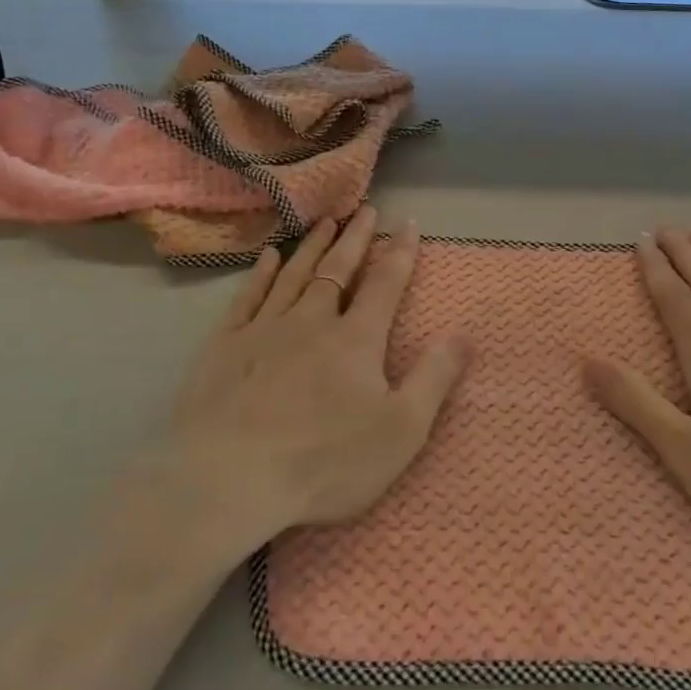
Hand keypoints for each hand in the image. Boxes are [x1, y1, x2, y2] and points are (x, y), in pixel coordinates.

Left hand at [168, 206, 470, 548]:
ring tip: (325, 222)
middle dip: (356, 238)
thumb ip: (435, 377)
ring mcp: (264, 330)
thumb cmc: (325, 461)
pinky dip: (260, 275)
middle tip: (365, 209)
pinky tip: (267, 258)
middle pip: (338, 270)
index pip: (385, 284)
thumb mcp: (402, 429)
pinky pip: (247, 298)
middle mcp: (311, 321)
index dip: (400, 252)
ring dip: (312, 246)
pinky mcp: (224, 346)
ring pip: (293, 275)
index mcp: (356, 340)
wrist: (230, 479)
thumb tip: (466, 332)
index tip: (408, 223)